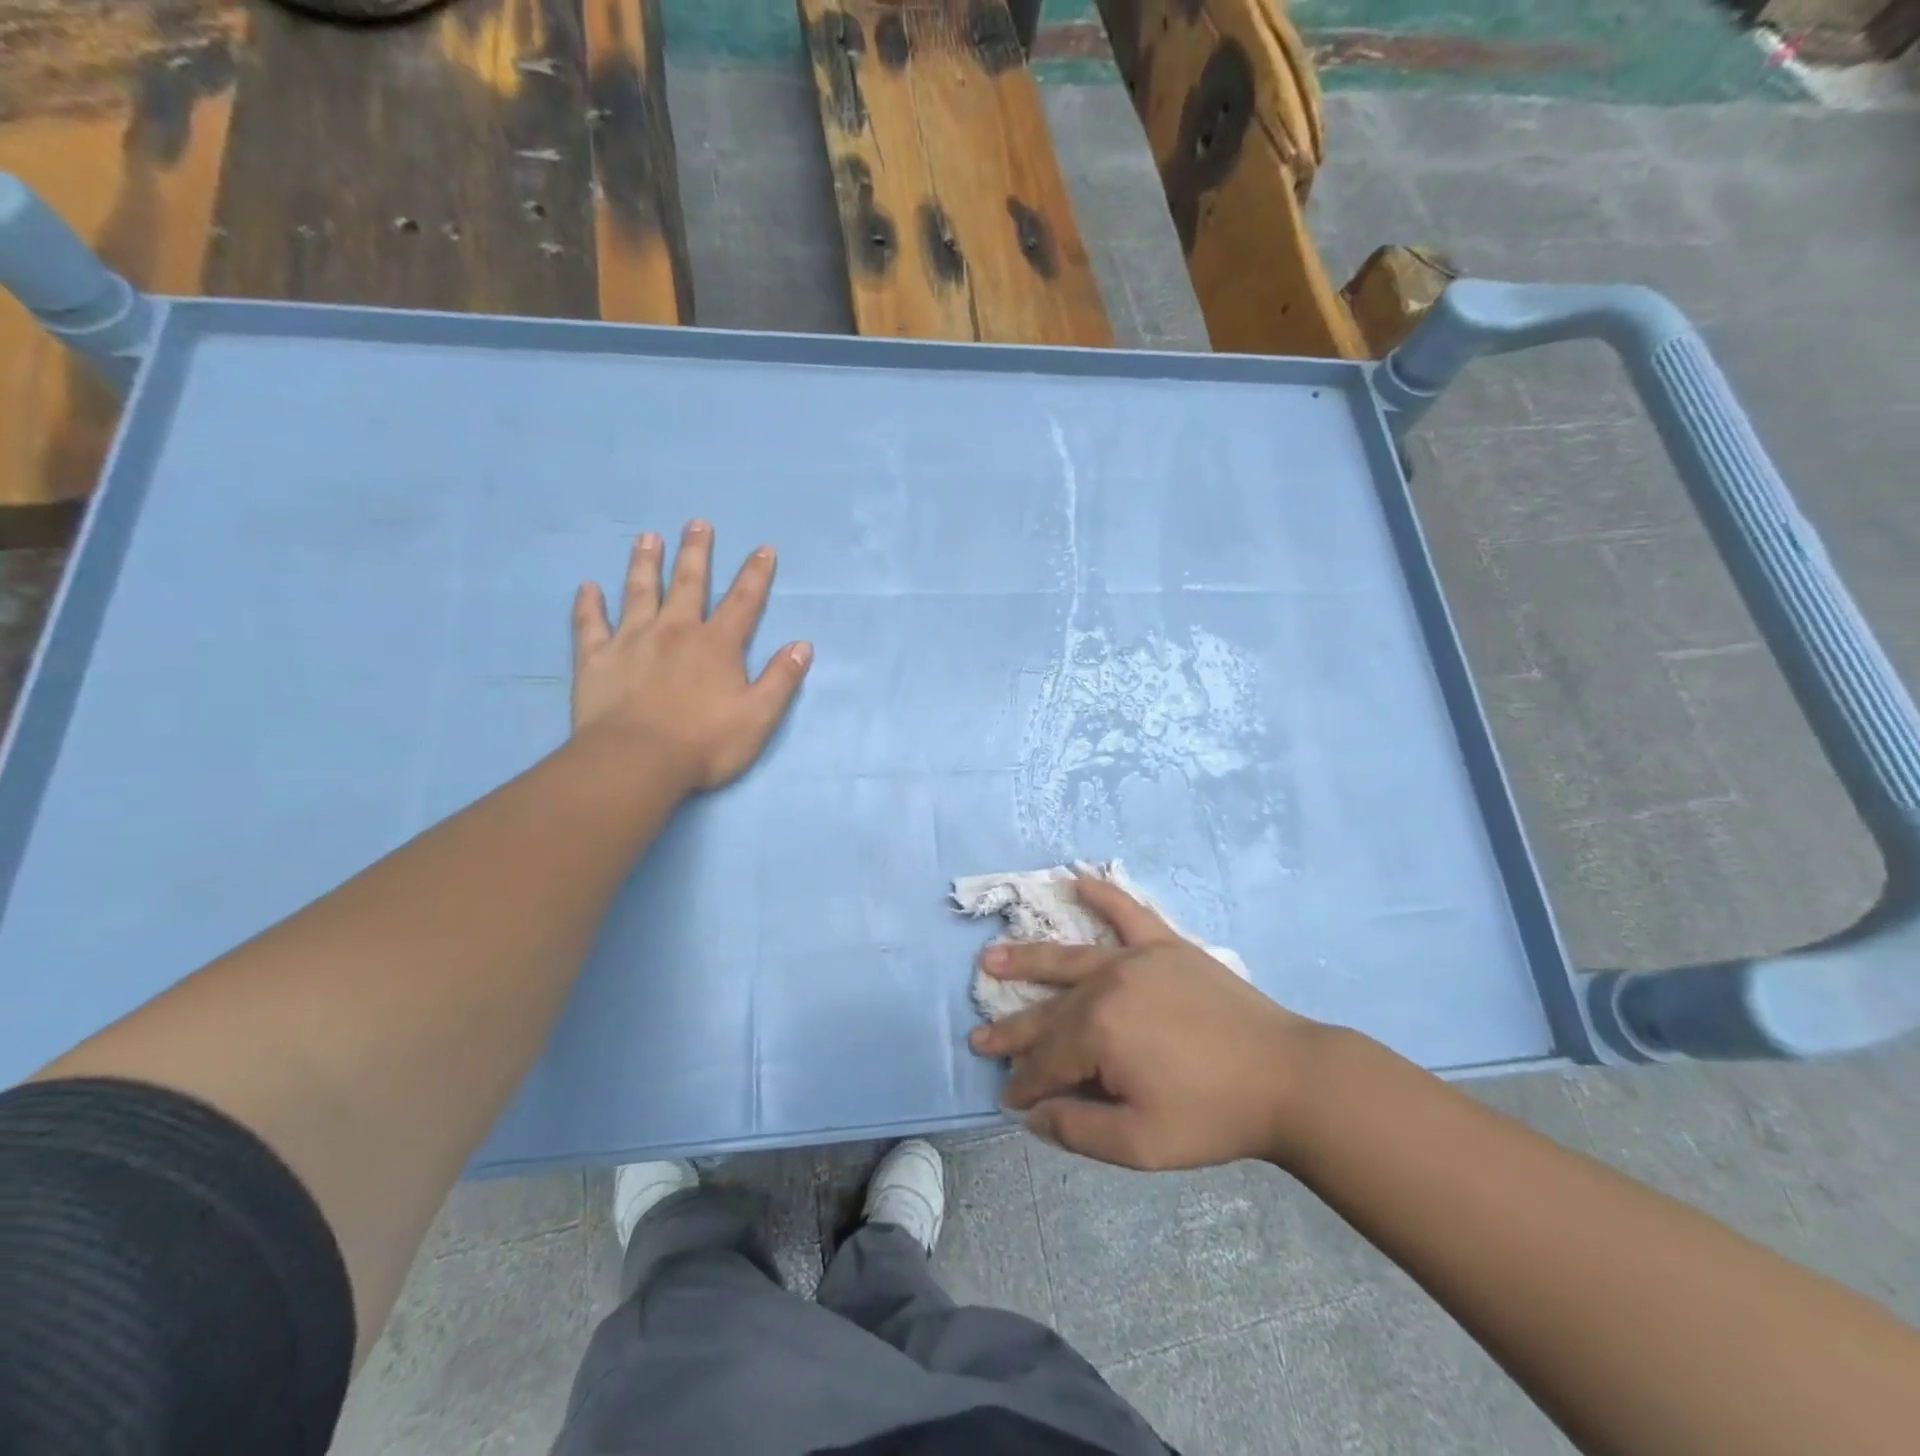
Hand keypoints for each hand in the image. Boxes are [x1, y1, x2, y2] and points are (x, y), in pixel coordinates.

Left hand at [571, 521, 811, 790]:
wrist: (636, 762)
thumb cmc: (704, 743)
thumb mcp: (759, 716)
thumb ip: (781, 679)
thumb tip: (803, 645)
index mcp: (717, 645)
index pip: (743, 601)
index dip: (755, 574)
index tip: (763, 548)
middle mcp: (675, 631)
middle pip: (688, 583)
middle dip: (696, 553)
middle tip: (697, 523)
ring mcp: (631, 641)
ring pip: (639, 592)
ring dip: (645, 563)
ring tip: (647, 537)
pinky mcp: (596, 659)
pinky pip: (590, 624)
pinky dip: (588, 605)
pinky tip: (587, 587)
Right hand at [968, 878, 1323, 1170]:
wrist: (1286, 1077)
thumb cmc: (1212, 1115)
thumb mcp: (1140, 1144)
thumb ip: (1077, 1131)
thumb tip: (1032, 1114)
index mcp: (1099, 1032)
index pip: (1047, 1061)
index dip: (1025, 1086)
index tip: (1007, 1100)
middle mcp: (1107, 984)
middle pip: (1050, 1012)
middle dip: (1013, 1032)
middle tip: (979, 1039)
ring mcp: (1136, 958)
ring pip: (1069, 958)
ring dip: (1028, 959)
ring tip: (991, 957)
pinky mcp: (1165, 945)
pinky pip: (1127, 913)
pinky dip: (1102, 896)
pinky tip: (1077, 880)